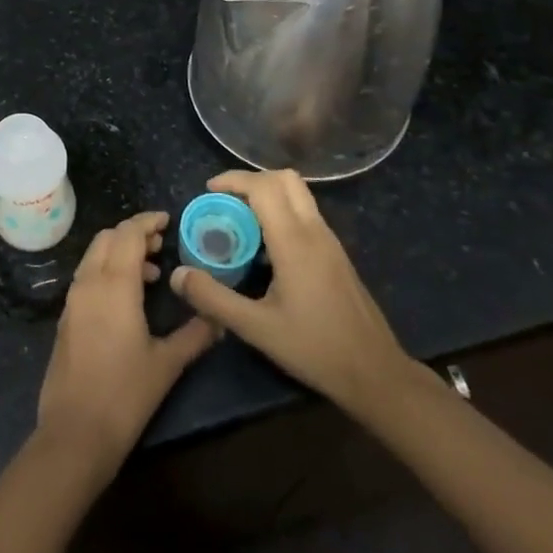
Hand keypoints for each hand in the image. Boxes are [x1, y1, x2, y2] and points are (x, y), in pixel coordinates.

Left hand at [36, 211, 218, 477]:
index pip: (128, 234)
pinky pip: (86, 277)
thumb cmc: (125, 395)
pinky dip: (106, 271)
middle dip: (133, 234)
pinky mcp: (66, 318)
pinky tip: (127, 299)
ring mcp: (73, 300)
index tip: (168, 220)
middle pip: (107, 238)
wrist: (75, 433)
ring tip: (150, 274)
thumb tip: (219, 318)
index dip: (147, 221)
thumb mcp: (167, 364)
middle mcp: (89, 283)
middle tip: (161, 245)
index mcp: (114, 285)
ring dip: (119, 253)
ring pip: (94, 256)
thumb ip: (195, 335)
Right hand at [170, 170, 414, 417]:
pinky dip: (282, 212)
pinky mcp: (337, 254)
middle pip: (285, 179)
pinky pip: (306, 214)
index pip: (264, 187)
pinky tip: (266, 248)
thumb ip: (214, 299)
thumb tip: (177, 275)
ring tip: (240, 221)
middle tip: (225, 201)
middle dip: (251, 180)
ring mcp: (330, 241)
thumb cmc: (314, 349)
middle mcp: (315, 231)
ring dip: (268, 194)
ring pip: (299, 194)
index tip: (208, 191)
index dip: (234, 180)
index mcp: (295, 242)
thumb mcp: (256, 328)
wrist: (375, 373)